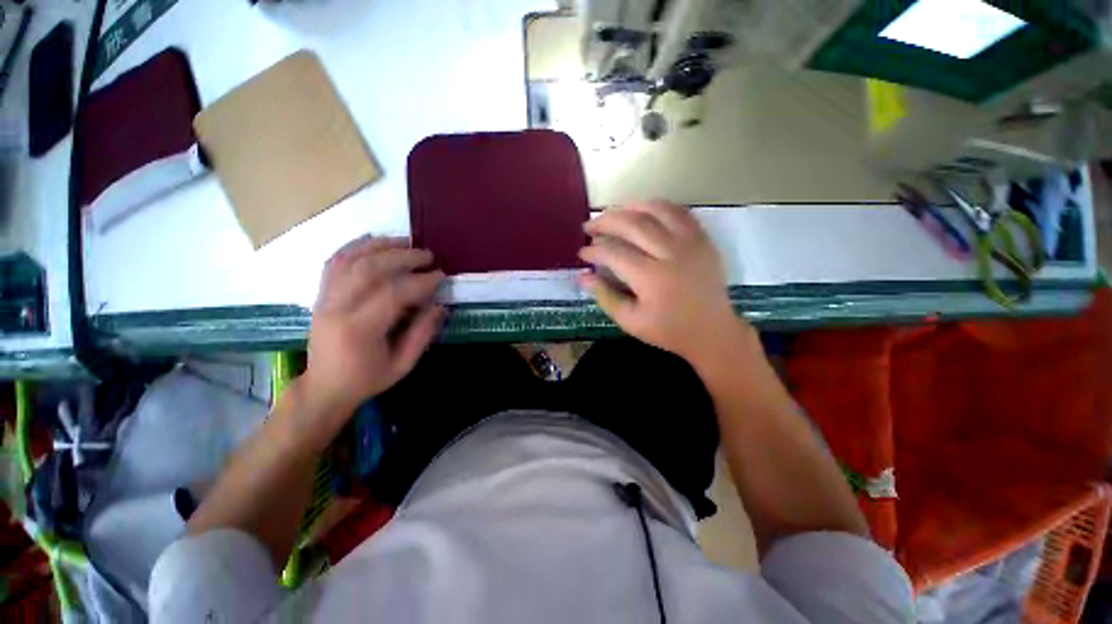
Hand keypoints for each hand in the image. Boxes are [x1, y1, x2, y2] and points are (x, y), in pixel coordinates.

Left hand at [302, 236, 444, 419]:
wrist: (323, 388)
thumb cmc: (366, 380)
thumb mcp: (402, 365)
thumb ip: (422, 334)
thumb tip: (440, 305)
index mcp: (359, 330)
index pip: (392, 294)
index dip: (420, 282)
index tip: (441, 276)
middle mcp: (337, 308)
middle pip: (369, 269)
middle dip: (403, 257)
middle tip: (428, 256)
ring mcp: (324, 299)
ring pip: (350, 259)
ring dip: (381, 245)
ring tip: (406, 241)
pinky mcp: (320, 294)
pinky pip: (335, 262)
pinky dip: (355, 246)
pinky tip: (375, 240)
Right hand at [579, 201, 750, 365]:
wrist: (712, 331)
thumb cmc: (668, 330)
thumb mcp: (630, 321)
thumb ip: (605, 296)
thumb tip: (582, 276)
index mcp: (652, 278)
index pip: (614, 253)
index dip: (594, 251)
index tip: (582, 253)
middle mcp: (672, 253)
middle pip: (633, 224)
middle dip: (605, 222)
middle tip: (589, 227)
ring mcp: (691, 242)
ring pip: (656, 210)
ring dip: (628, 207)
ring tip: (612, 214)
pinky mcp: (703, 238)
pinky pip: (678, 211)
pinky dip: (656, 207)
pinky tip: (641, 212)